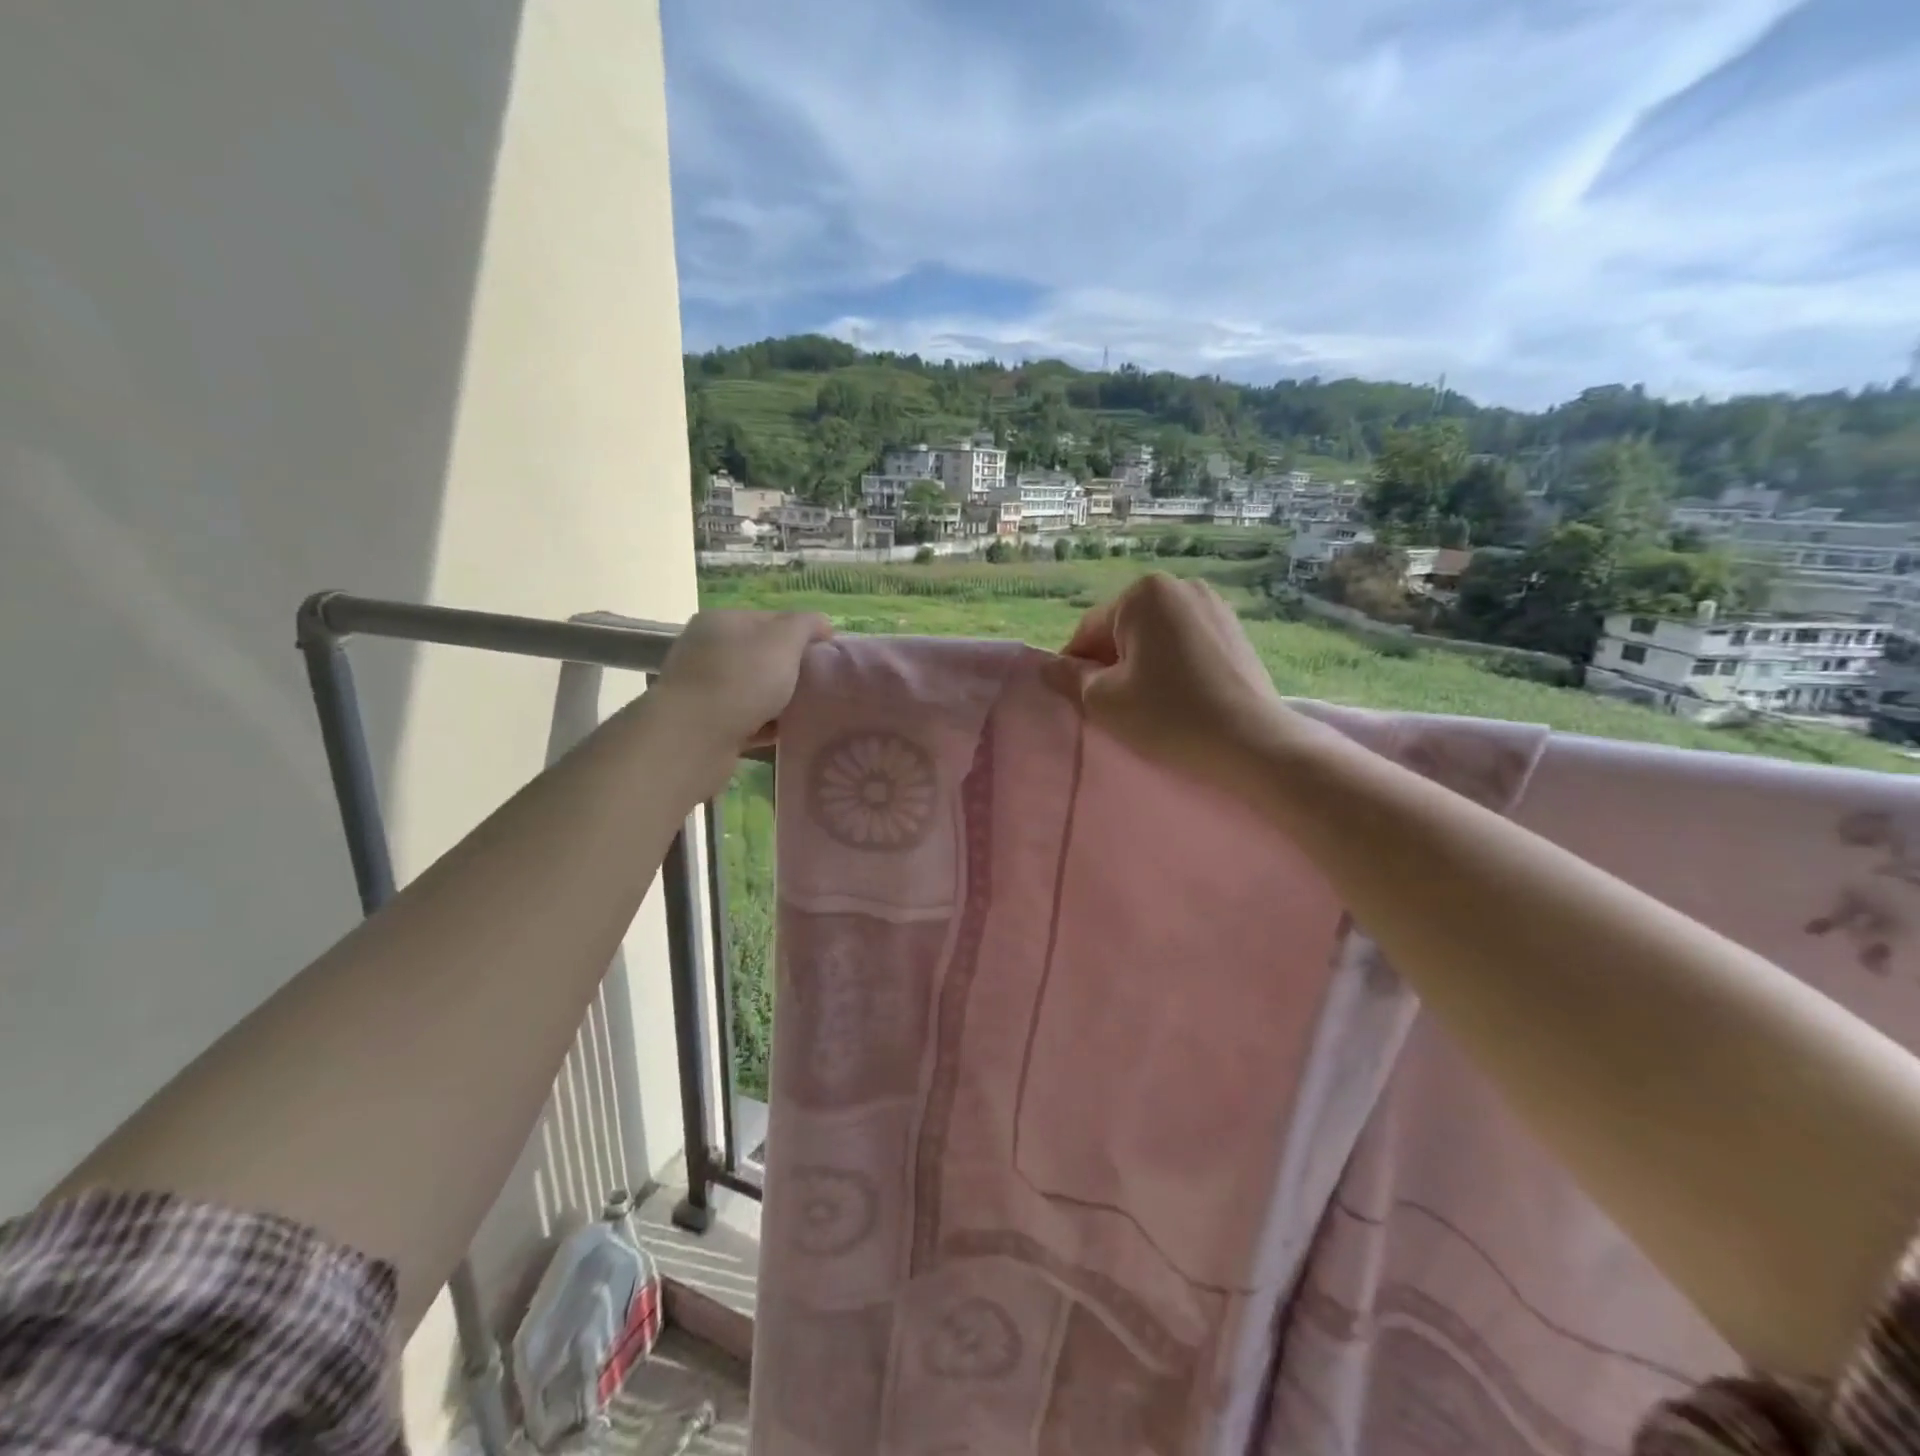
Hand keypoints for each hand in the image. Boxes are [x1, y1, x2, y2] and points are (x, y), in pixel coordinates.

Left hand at [652, 609, 832, 757]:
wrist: (693, 740)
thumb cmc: (741, 681)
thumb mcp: (783, 641)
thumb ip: (806, 625)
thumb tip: (822, 623)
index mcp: (722, 621)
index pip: (772, 619)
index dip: (803, 634)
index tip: (828, 656)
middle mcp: (707, 650)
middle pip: (761, 655)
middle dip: (791, 670)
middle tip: (820, 685)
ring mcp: (702, 688)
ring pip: (753, 689)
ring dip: (779, 700)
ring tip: (807, 712)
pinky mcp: (704, 724)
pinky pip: (745, 719)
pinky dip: (764, 725)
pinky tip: (785, 734)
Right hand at [1061, 574, 1299, 783]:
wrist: (1252, 743)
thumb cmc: (1167, 716)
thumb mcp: (1104, 700)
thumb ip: (1070, 678)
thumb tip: (1050, 666)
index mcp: (1143, 593)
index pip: (1089, 632)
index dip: (1076, 669)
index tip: (1078, 702)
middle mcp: (1180, 586)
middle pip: (1123, 630)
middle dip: (1112, 664)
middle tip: (1115, 707)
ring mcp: (1214, 605)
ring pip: (1155, 637)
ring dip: (1142, 665)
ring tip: (1150, 705)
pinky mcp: (1235, 630)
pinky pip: (1185, 644)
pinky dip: (1172, 666)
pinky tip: (1179, 698)